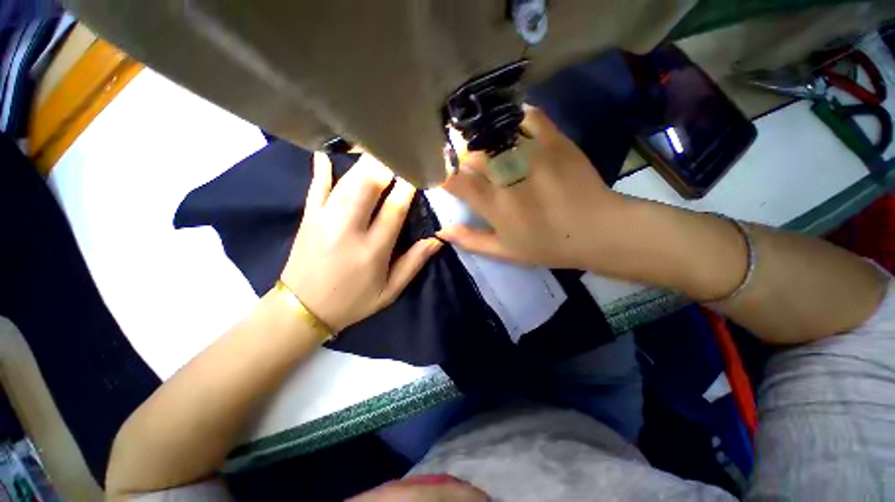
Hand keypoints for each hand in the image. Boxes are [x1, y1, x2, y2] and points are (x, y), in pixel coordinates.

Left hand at [281, 153, 441, 331]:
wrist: (302, 310)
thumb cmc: (352, 302)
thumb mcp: (389, 291)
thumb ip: (413, 263)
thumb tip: (436, 240)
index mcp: (372, 250)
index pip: (394, 209)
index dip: (407, 187)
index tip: (416, 170)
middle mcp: (348, 229)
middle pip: (367, 186)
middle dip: (384, 165)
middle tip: (398, 150)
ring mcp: (324, 220)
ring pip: (346, 182)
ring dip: (363, 163)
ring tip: (376, 147)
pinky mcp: (308, 218)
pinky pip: (315, 188)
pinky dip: (321, 169)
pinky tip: (325, 152)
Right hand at [440, 106, 627, 270]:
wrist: (598, 231)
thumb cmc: (547, 246)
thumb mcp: (505, 252)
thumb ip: (470, 240)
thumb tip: (440, 231)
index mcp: (495, 205)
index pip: (455, 181)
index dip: (443, 175)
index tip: (443, 176)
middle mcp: (509, 176)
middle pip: (472, 153)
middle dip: (462, 156)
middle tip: (464, 160)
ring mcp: (533, 155)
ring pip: (495, 133)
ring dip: (483, 136)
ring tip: (481, 140)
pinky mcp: (556, 141)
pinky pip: (530, 117)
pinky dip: (516, 117)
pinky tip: (511, 124)